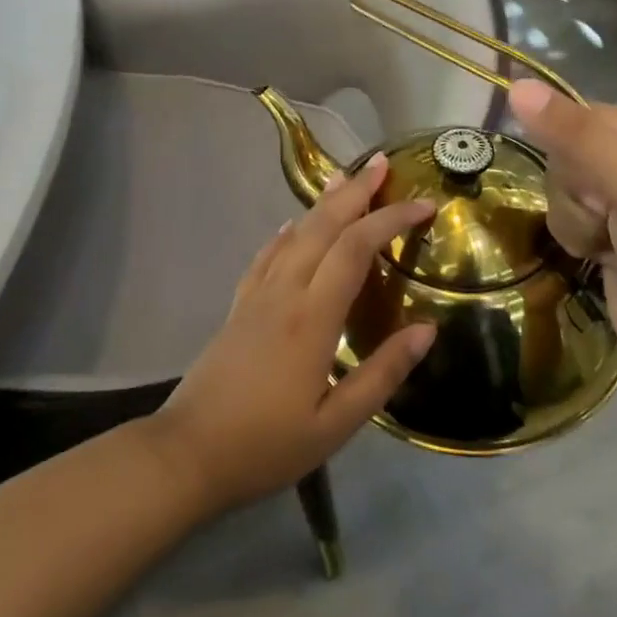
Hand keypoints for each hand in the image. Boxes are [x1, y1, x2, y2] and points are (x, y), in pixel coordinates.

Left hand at [151, 153, 437, 511]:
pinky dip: (286, 234)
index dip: (390, 220)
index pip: (355, 249)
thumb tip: (427, 330)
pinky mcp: (239, 306)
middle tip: (381, 164)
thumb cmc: (267, 445)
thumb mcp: (336, 425)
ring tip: (344, 179)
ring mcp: (257, 296)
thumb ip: (382, 373)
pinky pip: (267, 256)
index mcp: (312, 318)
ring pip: (294, 235)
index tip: (423, 204)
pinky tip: (290, 227)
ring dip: (322, 204)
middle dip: (355, 193)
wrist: (189, 452)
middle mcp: (284, 292)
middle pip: (323, 227)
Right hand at [508, 80, 616, 365]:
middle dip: (575, 193)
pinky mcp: (602, 224)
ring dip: (572, 220)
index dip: (572, 153)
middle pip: (561, 152)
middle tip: (609, 220)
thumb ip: (577, 138)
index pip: (577, 116)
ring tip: (607, 242)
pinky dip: (572, 236)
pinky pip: (559, 213)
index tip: (599, 189)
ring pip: (554, 185)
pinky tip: (600, 254)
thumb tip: (517, 87)